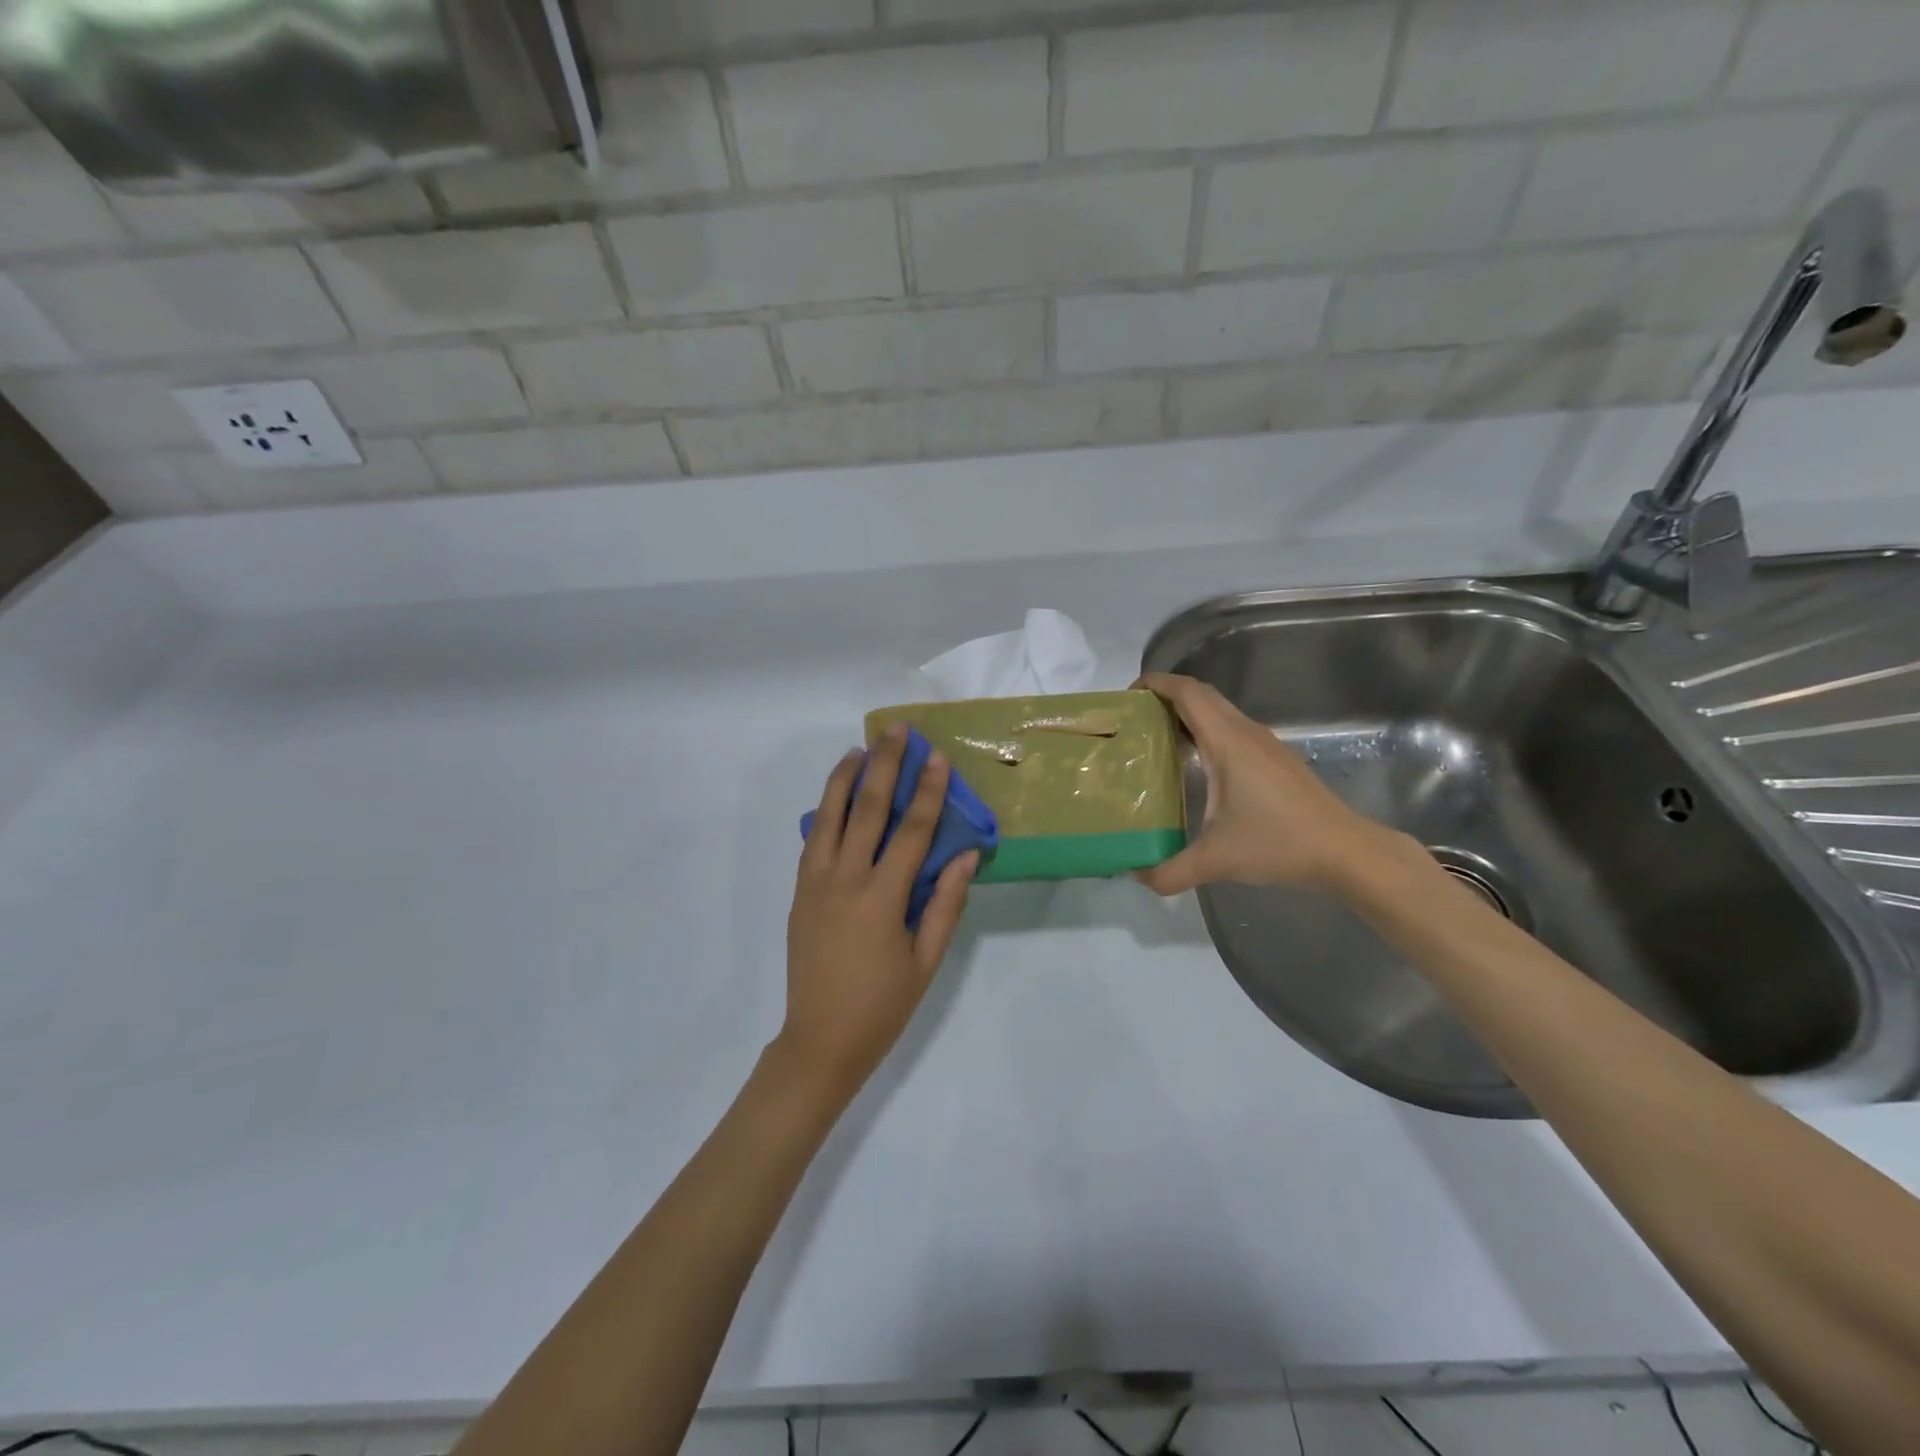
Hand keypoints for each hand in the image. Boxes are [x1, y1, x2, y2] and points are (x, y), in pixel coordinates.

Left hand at [780, 725, 976, 1096]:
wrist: (820, 1041)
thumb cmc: (882, 1005)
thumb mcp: (926, 961)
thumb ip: (946, 904)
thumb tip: (964, 855)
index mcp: (882, 898)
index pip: (911, 831)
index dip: (928, 792)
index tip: (938, 758)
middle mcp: (845, 880)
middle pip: (867, 809)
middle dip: (885, 766)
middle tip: (896, 731)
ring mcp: (816, 883)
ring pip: (830, 816)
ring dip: (846, 778)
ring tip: (860, 748)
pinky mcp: (799, 892)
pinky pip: (813, 839)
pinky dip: (825, 810)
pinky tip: (835, 795)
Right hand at [1133, 672, 1393, 895]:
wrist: (1346, 852)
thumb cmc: (1279, 843)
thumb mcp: (1216, 861)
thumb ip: (1169, 871)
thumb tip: (1137, 876)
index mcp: (1228, 742)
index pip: (1187, 692)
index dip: (1155, 683)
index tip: (1127, 697)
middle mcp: (1246, 732)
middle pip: (1201, 695)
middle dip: (1165, 697)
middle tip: (1134, 719)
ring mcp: (1266, 744)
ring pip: (1219, 711)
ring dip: (1187, 714)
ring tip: (1156, 739)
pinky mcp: (1276, 760)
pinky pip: (1233, 729)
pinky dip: (1207, 731)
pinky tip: (1196, 765)